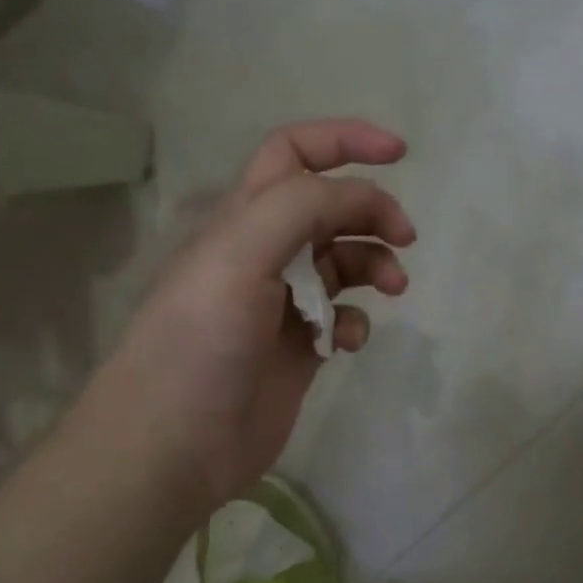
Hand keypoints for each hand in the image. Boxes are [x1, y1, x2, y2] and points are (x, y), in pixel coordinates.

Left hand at [84, 119, 415, 519]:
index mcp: (241, 220)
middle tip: (405, 237)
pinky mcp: (298, 350)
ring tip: (392, 289)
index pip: (293, 155)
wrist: (177, 441)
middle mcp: (262, 254)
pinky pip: (340, 319)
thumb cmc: (201, 341)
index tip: (400, 153)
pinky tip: (348, 342)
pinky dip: (355, 322)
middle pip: (328, 208)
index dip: (344, 140)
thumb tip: (359, 198)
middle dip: (371, 211)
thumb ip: (299, 208)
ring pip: (341, 263)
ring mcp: (281, 305)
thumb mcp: (240, 255)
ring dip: (373, 265)